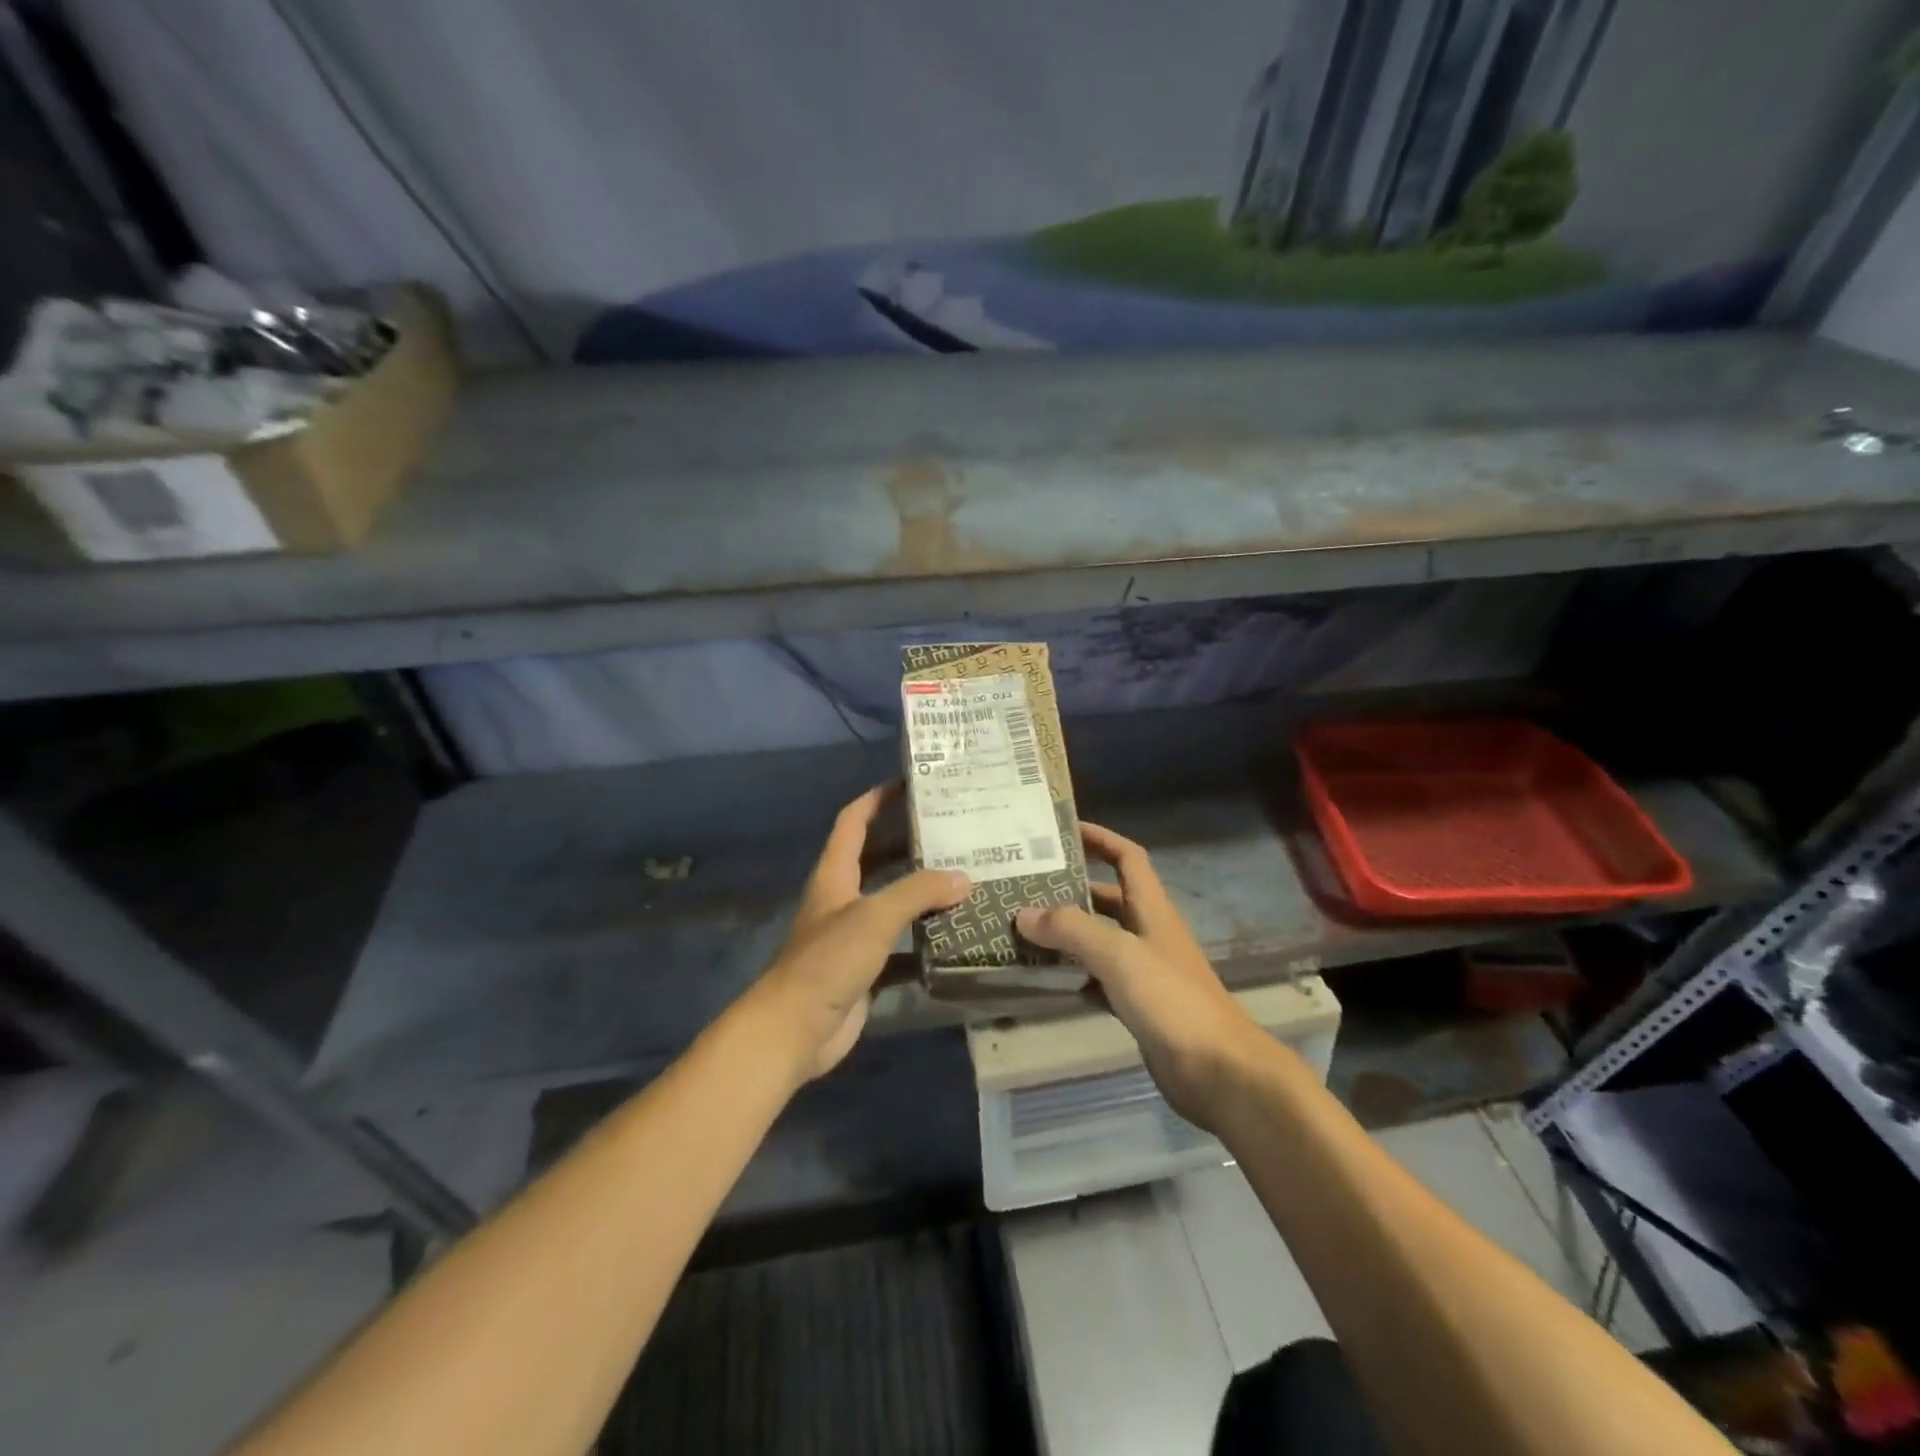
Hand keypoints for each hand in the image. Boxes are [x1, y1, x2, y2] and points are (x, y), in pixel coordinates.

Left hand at [747, 783, 969, 1084]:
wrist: (795, 1030)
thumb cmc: (828, 960)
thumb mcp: (875, 916)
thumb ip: (919, 892)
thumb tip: (964, 877)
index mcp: (836, 875)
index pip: (853, 822)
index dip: (876, 799)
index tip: (909, 784)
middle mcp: (843, 900)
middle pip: (876, 860)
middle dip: (909, 844)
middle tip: (952, 834)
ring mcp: (853, 937)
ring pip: (892, 904)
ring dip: (922, 894)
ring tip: (964, 880)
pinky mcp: (865, 971)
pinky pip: (901, 948)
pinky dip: (924, 943)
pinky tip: (956, 939)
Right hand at [1015, 823, 1271, 1131]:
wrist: (1218, 1071)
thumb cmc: (1171, 1000)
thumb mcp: (1119, 955)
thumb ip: (1072, 930)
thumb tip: (1023, 914)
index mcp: (1151, 909)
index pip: (1127, 858)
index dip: (1101, 838)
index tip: (1064, 831)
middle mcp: (1147, 933)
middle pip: (1107, 898)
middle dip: (1070, 889)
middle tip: (1025, 887)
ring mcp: (1143, 971)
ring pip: (1098, 940)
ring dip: (1067, 933)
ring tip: (1023, 930)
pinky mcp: (1137, 1005)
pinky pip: (1097, 979)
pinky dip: (1073, 974)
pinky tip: (1045, 980)